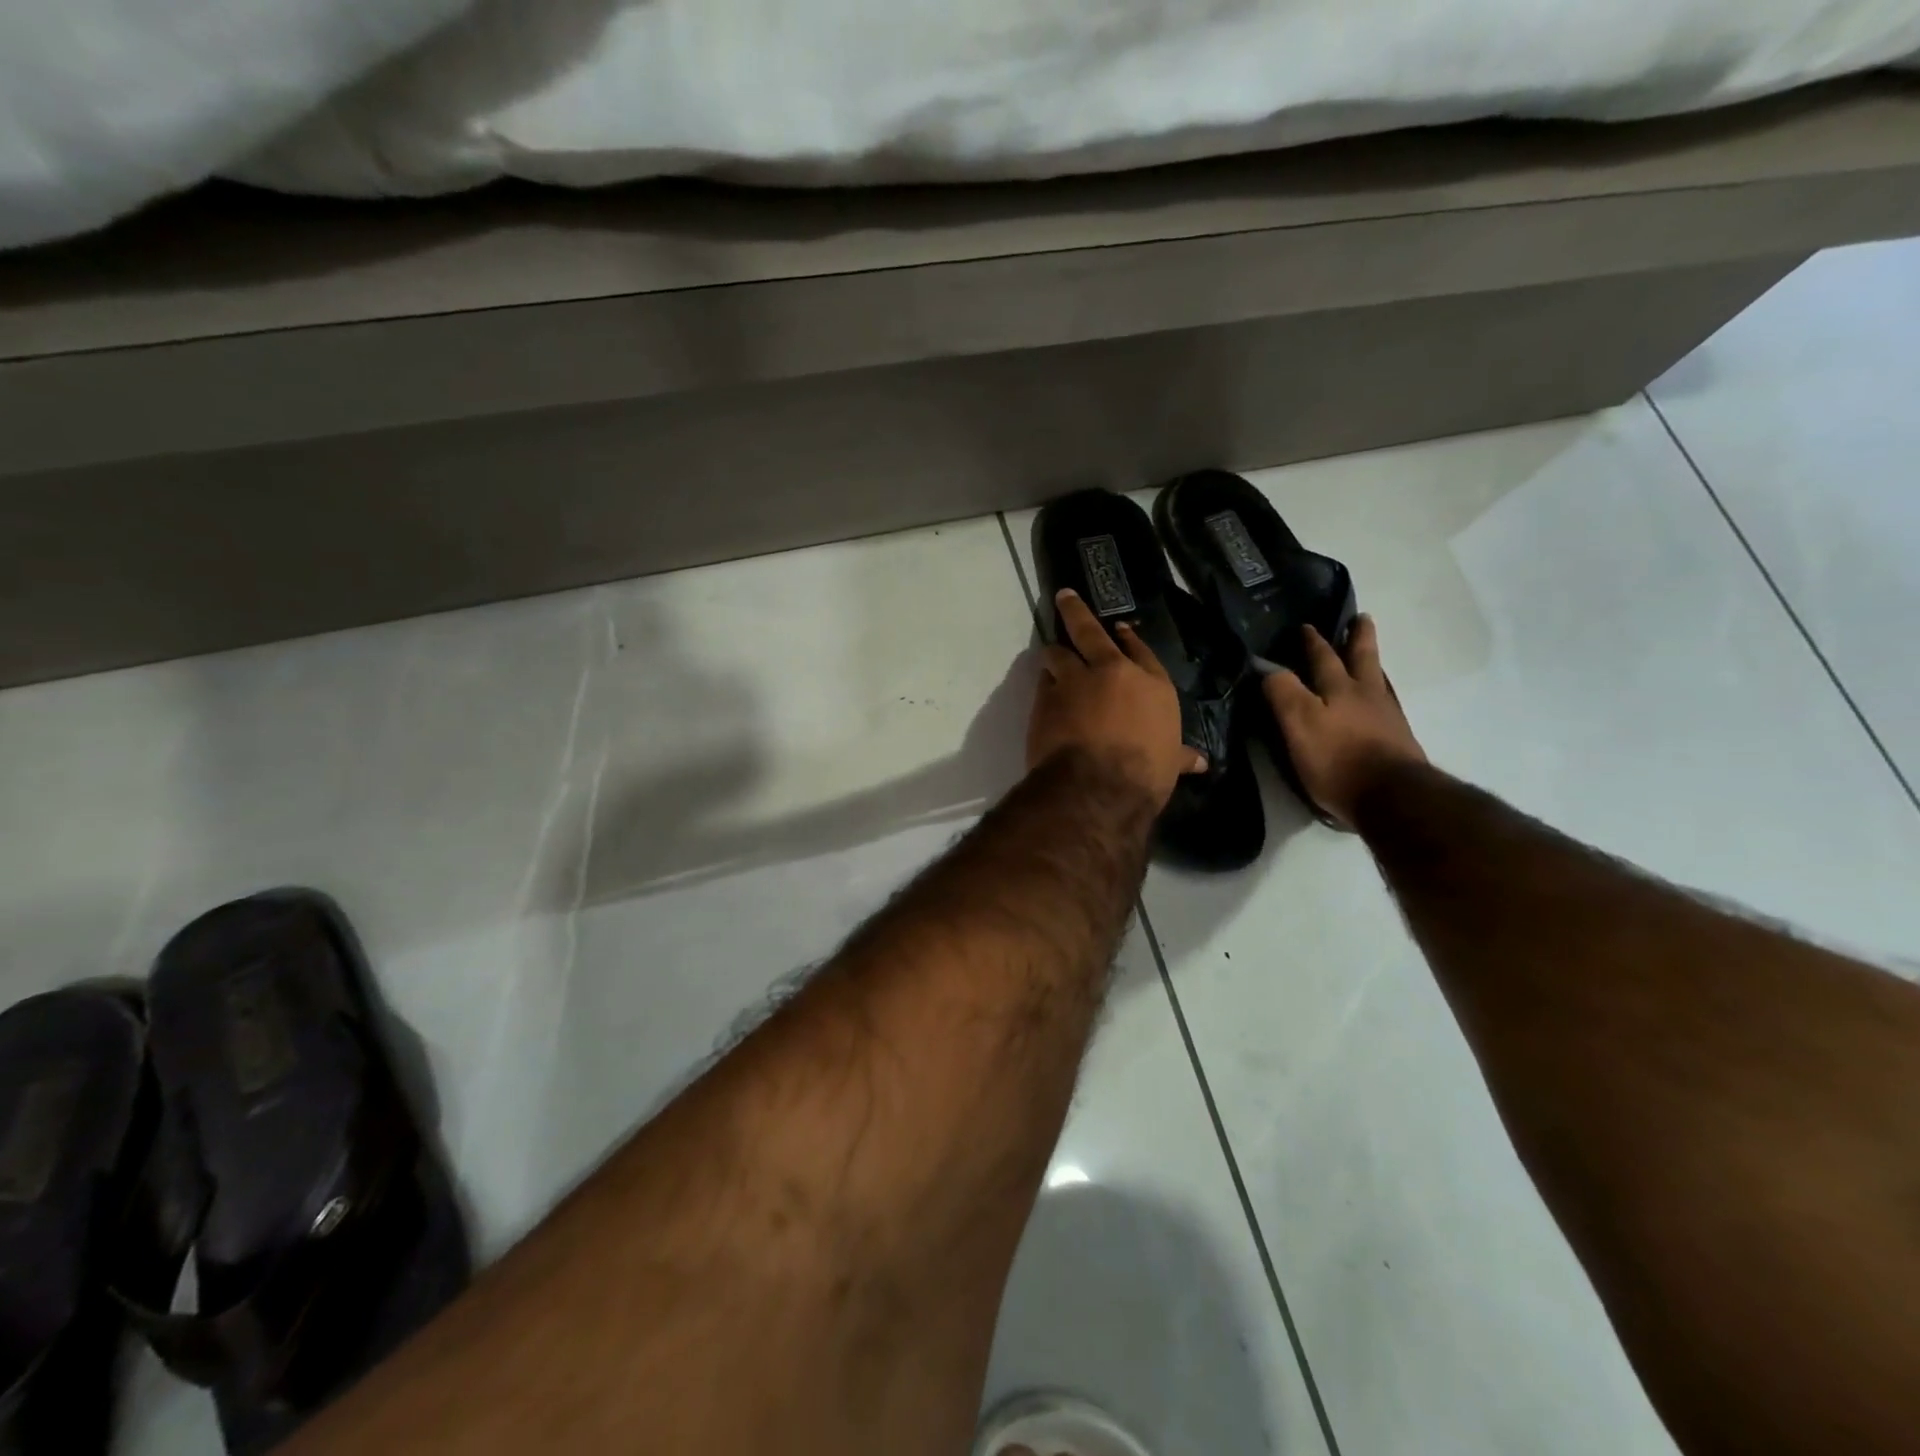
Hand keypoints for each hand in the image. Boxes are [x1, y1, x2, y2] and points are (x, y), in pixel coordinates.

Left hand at [1028, 590, 1206, 808]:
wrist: (1098, 785)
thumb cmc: (1145, 773)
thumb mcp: (1169, 764)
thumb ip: (1178, 756)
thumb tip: (1200, 762)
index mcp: (1151, 685)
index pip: (1140, 650)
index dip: (1128, 638)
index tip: (1118, 629)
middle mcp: (1112, 673)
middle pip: (1089, 631)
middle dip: (1076, 611)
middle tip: (1064, 597)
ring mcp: (1075, 681)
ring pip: (1058, 654)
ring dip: (1054, 656)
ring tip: (1051, 656)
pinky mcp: (1046, 698)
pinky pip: (1043, 683)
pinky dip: (1044, 686)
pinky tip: (1044, 693)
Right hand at [1262, 615, 1425, 827]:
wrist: (1392, 797)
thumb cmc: (1338, 759)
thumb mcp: (1299, 724)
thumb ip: (1283, 693)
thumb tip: (1267, 667)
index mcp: (1339, 689)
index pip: (1322, 658)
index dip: (1312, 642)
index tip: (1305, 626)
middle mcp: (1366, 695)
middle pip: (1362, 659)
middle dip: (1358, 638)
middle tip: (1361, 619)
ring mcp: (1387, 716)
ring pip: (1378, 679)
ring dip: (1372, 662)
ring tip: (1370, 653)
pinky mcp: (1398, 739)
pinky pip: (1386, 703)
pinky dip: (1380, 692)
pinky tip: (1378, 699)